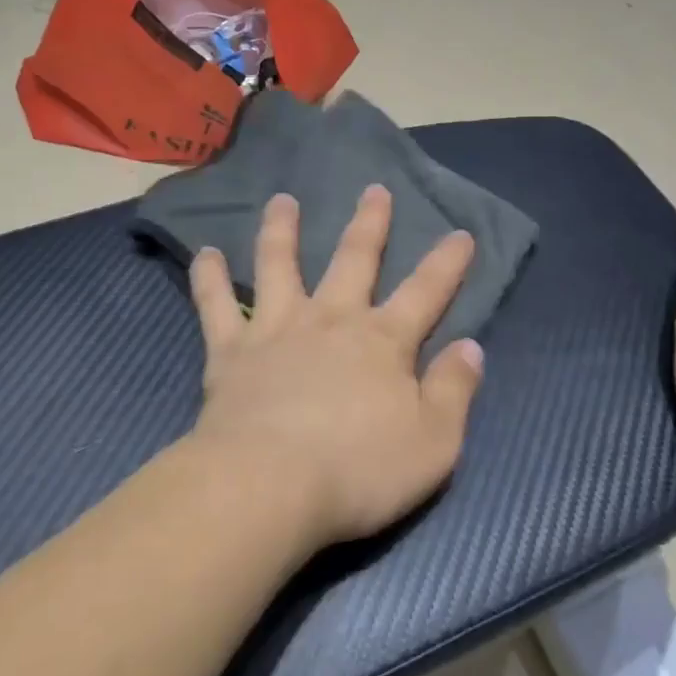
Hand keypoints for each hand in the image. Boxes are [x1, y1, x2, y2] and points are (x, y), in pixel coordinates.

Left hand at [188, 186, 484, 548]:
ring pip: (280, 265)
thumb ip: (455, 390)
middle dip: (370, 224)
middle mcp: (331, 320)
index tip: (461, 233)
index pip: (426, 292)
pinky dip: (209, 277)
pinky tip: (204, 253)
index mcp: (382, 341)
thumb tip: (471, 347)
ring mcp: (277, 329)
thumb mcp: (433, 442)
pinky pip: (216, 305)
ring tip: (282, 201)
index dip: (447, 263)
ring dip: (283, 230)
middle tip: (375, 189)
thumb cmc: (358, 470)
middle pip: (354, 259)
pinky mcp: (231, 350)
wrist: (267, 486)